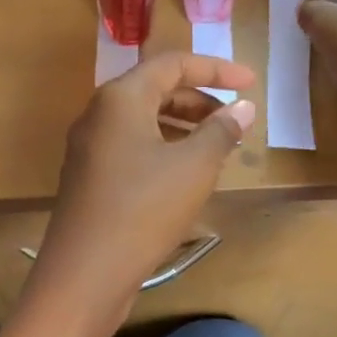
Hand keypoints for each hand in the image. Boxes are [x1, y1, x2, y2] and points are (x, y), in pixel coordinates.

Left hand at [30, 54, 256, 327]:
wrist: (85, 273)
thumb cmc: (143, 210)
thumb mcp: (193, 167)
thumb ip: (221, 131)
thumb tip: (242, 108)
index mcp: (120, 98)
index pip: (172, 64)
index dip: (216, 69)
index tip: (251, 83)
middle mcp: (98, 114)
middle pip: (155, 89)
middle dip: (199, 99)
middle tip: (235, 119)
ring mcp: (89, 147)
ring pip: (143, 121)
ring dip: (182, 126)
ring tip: (217, 147)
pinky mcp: (89, 177)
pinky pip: (131, 147)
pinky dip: (162, 148)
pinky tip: (185, 174)